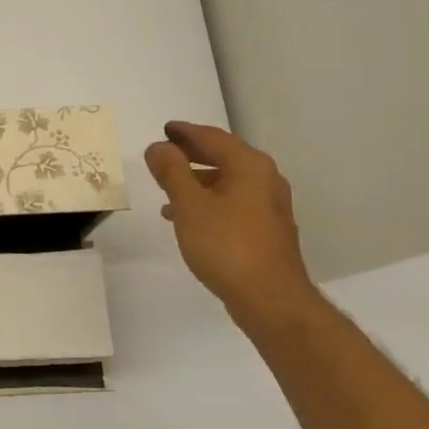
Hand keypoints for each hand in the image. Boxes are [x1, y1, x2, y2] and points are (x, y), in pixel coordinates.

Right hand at [144, 122, 319, 322]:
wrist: (270, 298)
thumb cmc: (226, 245)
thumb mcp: (190, 205)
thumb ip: (171, 172)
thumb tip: (158, 147)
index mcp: (249, 166)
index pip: (213, 138)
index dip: (186, 133)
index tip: (165, 130)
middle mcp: (265, 180)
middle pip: (224, 157)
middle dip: (192, 154)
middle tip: (165, 153)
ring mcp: (268, 206)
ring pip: (227, 182)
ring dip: (197, 180)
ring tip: (167, 188)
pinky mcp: (265, 230)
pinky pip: (232, 203)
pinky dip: (208, 201)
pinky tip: (186, 218)